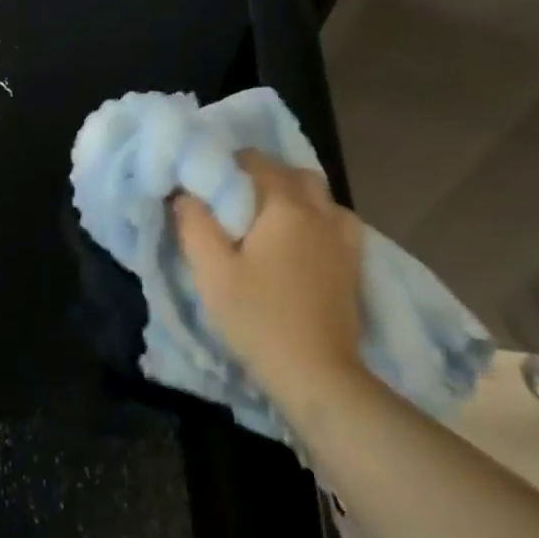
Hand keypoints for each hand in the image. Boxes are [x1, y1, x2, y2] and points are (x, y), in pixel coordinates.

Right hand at [172, 150, 365, 410]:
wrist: (318, 376)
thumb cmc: (259, 318)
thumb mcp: (212, 271)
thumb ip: (194, 224)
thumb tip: (185, 194)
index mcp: (285, 206)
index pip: (257, 162)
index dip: (229, 164)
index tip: (208, 183)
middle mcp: (320, 212)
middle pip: (294, 174)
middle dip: (265, 176)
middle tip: (236, 199)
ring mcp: (343, 239)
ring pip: (320, 196)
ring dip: (294, 196)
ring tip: (268, 218)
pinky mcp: (354, 265)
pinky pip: (336, 222)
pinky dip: (316, 219)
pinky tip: (299, 241)